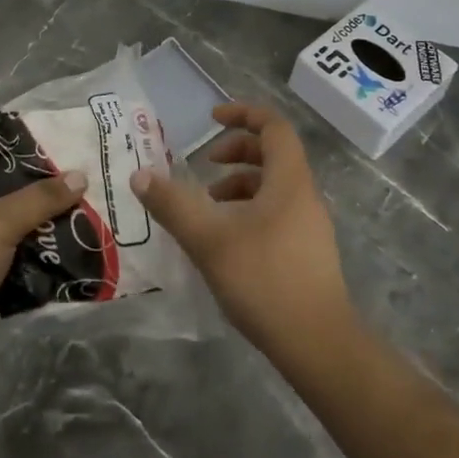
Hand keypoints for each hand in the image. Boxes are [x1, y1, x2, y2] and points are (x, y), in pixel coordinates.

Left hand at [0, 152, 86, 378]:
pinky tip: (67, 250)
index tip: (51, 142)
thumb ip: (40, 198)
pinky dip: (35, 258)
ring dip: (39, 224)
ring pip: (10, 228)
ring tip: (81, 211)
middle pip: (0, 191)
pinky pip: (13, 261)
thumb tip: (80, 176)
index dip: (13, 146)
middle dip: (36, 188)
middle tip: (75, 178)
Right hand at [128, 103, 353, 359]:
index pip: (274, 126)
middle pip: (273, 154)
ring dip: (240, 184)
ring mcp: (310, 226)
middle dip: (237, 150)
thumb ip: (173, 205)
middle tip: (205, 164)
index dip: (243, 113)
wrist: (318, 344)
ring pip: (274, 186)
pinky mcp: (308, 252)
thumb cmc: (264, 280)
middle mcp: (304, 195)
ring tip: (208, 205)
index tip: (212, 119)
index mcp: (288, 181)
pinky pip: (277, 212)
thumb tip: (140, 175)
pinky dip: (249, 210)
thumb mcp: (208, 240)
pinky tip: (226, 240)